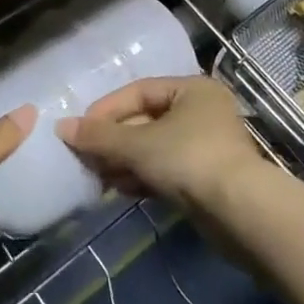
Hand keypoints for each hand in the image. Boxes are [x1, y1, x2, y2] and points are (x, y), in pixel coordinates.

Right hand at [56, 77, 267, 214]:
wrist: (242, 214)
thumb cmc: (189, 159)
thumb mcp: (138, 144)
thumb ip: (99, 136)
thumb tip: (61, 127)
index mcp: (192, 90)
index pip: (139, 91)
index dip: (107, 109)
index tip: (81, 129)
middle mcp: (202, 112)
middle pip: (146, 120)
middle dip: (114, 140)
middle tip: (87, 156)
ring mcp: (206, 147)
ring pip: (154, 148)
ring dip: (124, 161)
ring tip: (99, 176)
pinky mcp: (207, 179)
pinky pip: (165, 170)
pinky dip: (142, 176)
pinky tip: (121, 189)